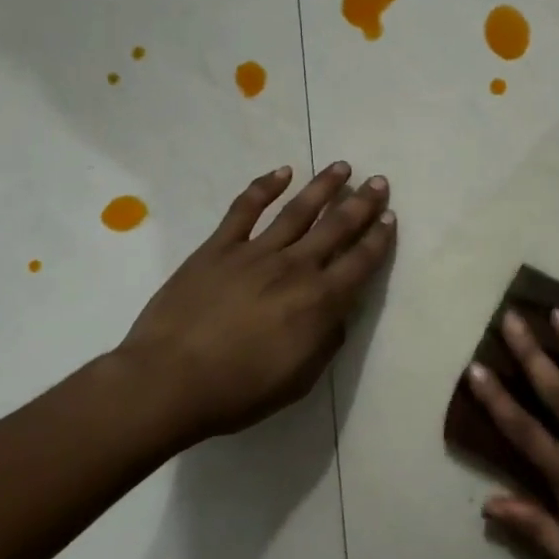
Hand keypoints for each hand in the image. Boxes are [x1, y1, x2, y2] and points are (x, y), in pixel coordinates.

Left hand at [112, 162, 395, 445]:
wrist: (169, 382)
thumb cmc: (239, 391)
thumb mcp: (300, 379)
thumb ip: (327, 341)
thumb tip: (338, 313)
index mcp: (319, 302)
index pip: (360, 262)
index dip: (378, 238)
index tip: (390, 216)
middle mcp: (295, 268)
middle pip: (336, 227)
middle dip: (362, 203)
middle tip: (378, 181)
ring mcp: (255, 253)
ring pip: (298, 210)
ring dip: (323, 186)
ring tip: (341, 167)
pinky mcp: (218, 247)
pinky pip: (244, 209)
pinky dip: (264, 187)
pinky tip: (282, 172)